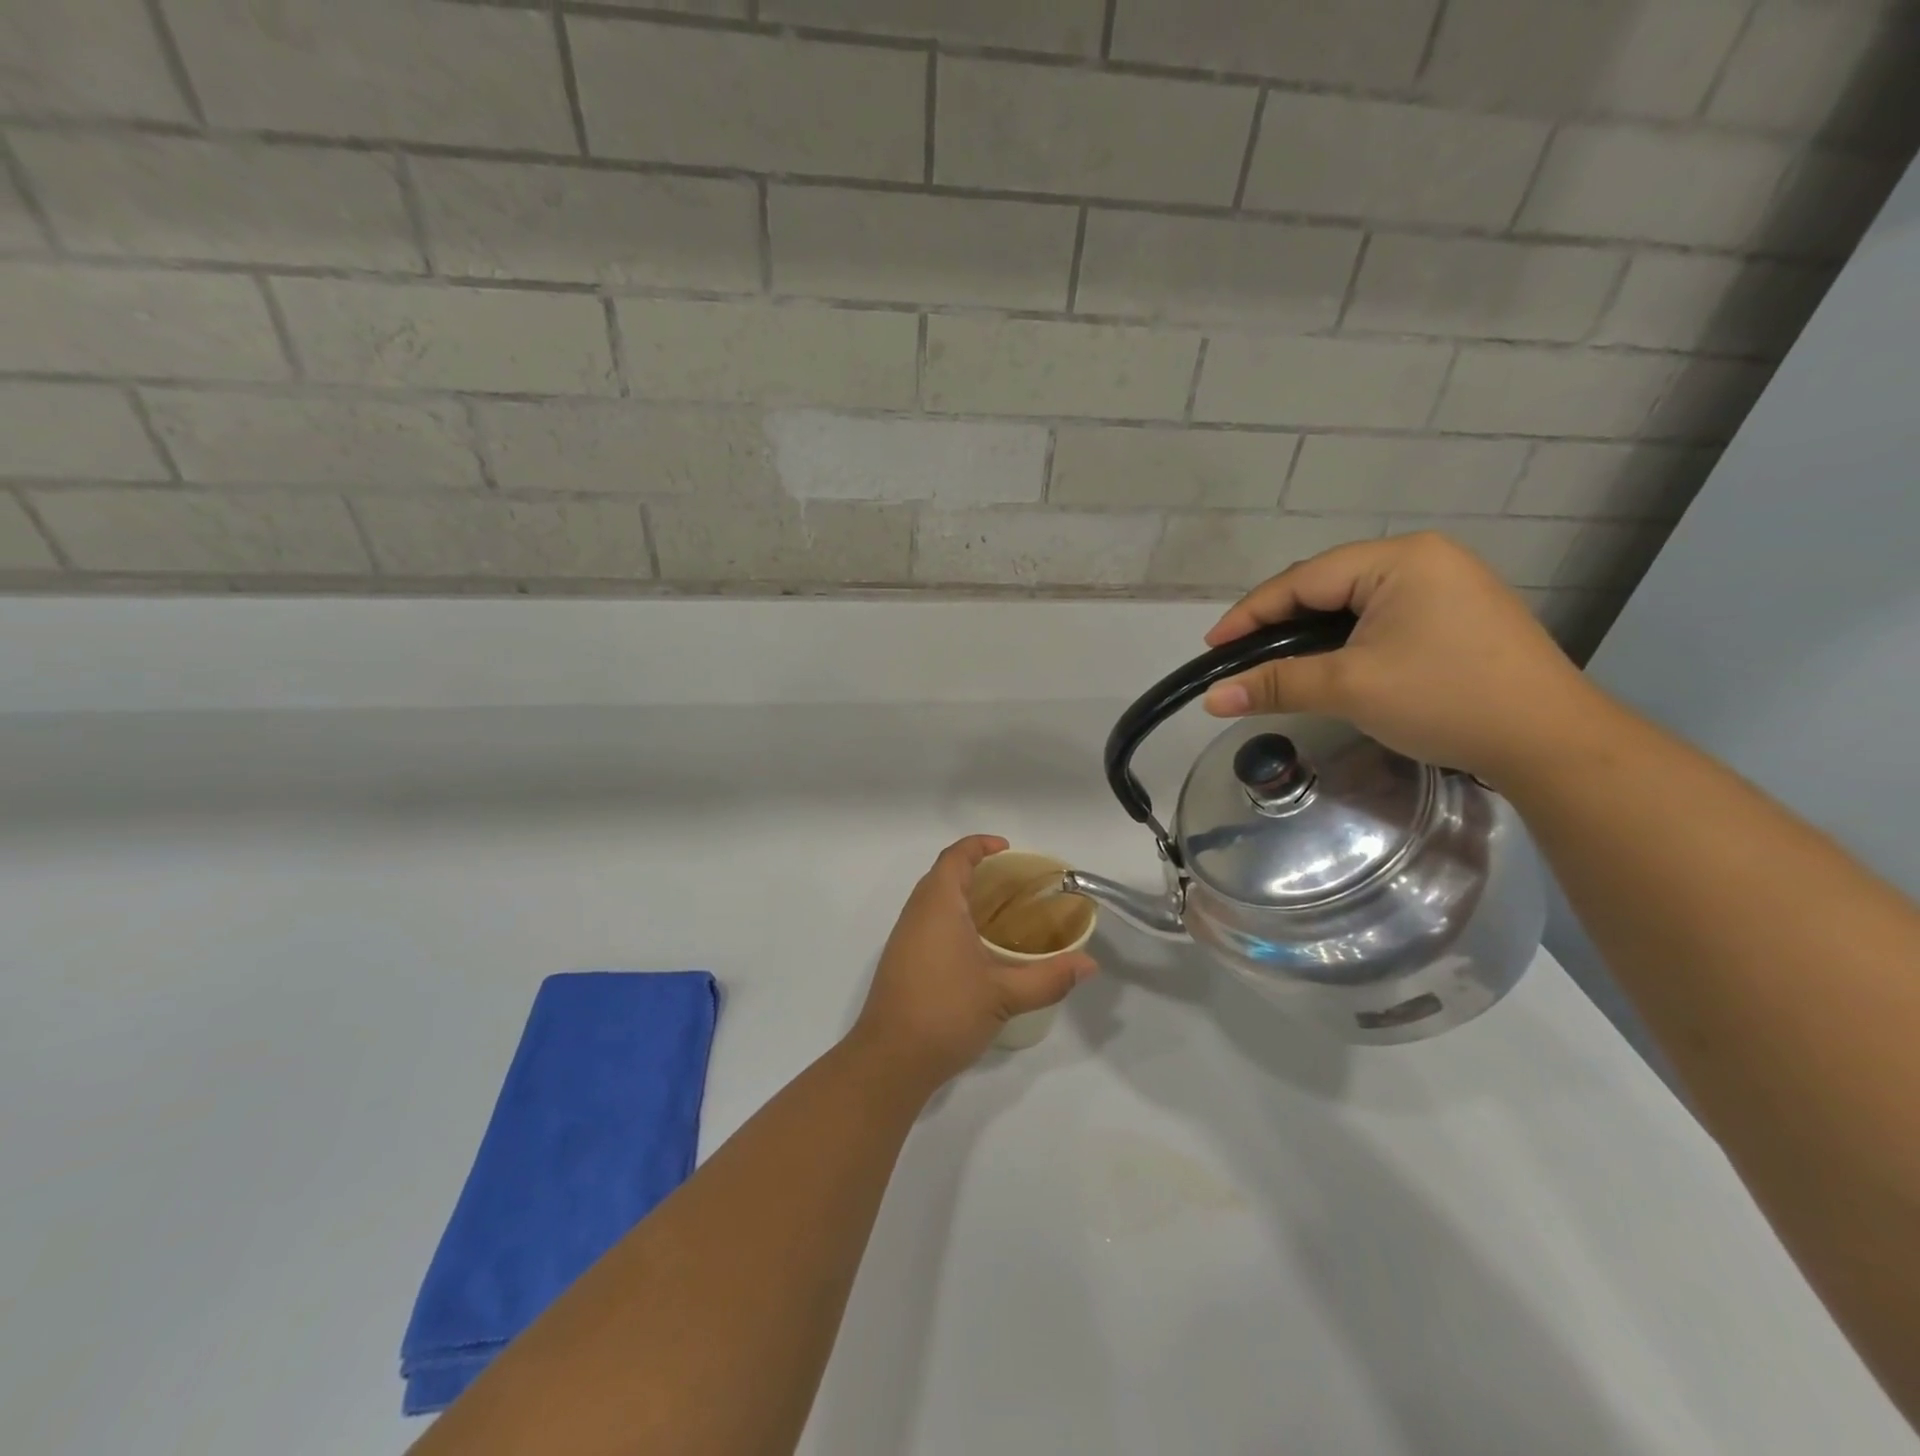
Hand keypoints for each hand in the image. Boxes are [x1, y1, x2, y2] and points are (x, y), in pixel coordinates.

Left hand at [850, 836, 1096, 1090]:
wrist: (890, 1060)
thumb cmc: (946, 1013)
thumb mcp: (1004, 994)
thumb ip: (1049, 977)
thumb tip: (1089, 965)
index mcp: (937, 905)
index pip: (955, 857)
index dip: (979, 845)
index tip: (1008, 849)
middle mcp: (916, 913)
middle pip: (943, 874)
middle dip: (975, 869)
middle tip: (1013, 883)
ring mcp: (904, 938)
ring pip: (933, 901)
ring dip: (962, 896)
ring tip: (1001, 913)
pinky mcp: (901, 962)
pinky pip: (928, 924)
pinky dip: (953, 920)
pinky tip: (977, 948)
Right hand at [1201, 532, 1599, 784]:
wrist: (1551, 741)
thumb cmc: (1446, 699)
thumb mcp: (1350, 688)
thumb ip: (1276, 685)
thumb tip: (1211, 699)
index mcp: (1400, 559)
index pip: (1303, 580)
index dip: (1251, 613)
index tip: (1212, 647)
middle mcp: (1423, 558)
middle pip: (1327, 585)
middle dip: (1278, 622)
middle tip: (1240, 657)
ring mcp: (1446, 584)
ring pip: (1353, 602)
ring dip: (1310, 632)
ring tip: (1275, 662)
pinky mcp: (1457, 615)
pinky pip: (1380, 616)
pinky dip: (1345, 639)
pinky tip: (1329, 662)